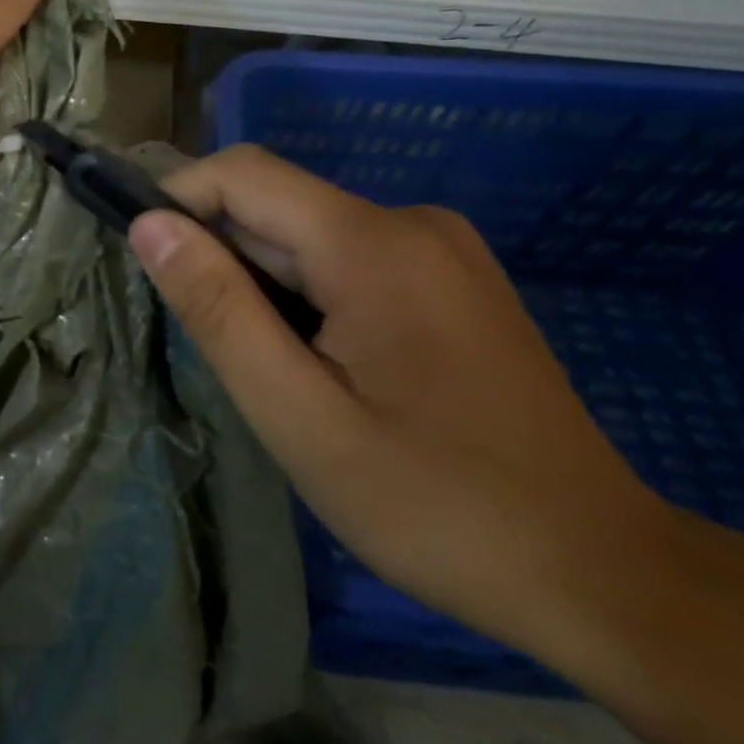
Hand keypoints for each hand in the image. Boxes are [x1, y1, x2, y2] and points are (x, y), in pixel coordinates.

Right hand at [130, 144, 684, 667]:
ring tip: (278, 376)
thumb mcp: (299, 415)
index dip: (178, 200)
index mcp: (372, 243)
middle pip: (279, 207)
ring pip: (311, 238)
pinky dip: (311, 298)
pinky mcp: (454, 280)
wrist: (597, 568)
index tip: (145, 263)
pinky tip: (328, 370)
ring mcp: (442, 249)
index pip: (243, 174)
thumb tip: (150, 226)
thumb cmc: (433, 503)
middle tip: (220, 352)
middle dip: (227, 262)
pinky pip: (351, 261)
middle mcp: (411, 222)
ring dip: (268, 288)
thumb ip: (218, 309)